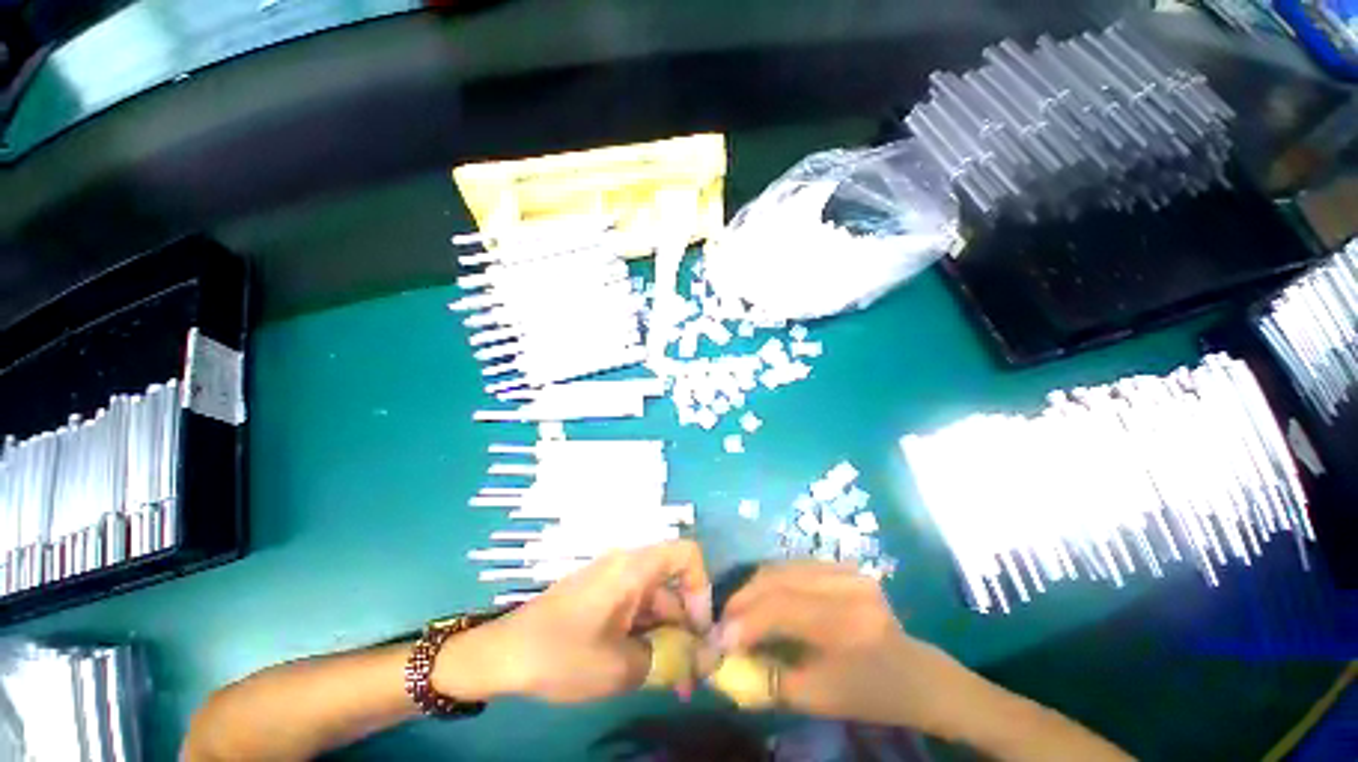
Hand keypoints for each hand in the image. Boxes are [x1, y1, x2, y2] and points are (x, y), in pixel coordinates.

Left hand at [446, 541, 711, 703]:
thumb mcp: (620, 666)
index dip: (702, 587)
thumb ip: (668, 659)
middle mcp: (628, 566)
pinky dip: (647, 635)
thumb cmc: (562, 654)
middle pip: (673, 585)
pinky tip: (646, 669)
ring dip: (667, 637)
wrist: (502, 655)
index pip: (687, 555)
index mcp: (635, 567)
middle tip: (693, 673)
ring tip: (673, 682)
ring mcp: (614, 581)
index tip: (700, 630)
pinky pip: (636, 609)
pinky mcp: (602, 597)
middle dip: (687, 627)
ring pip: (655, 602)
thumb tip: (701, 659)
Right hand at [716, 561, 970, 733]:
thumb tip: (724, 666)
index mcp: (848, 624)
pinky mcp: (844, 564)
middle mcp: (847, 586)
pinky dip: (772, 581)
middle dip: (743, 599)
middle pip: (778, 579)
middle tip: (723, 621)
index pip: (782, 609)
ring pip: (783, 568)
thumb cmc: (870, 695)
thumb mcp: (819, 699)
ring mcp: (847, 569)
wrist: (916, 673)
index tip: (718, 638)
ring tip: (738, 610)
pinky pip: (795, 566)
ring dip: (754, 587)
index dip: (745, 621)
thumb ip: (768, 681)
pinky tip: (763, 598)